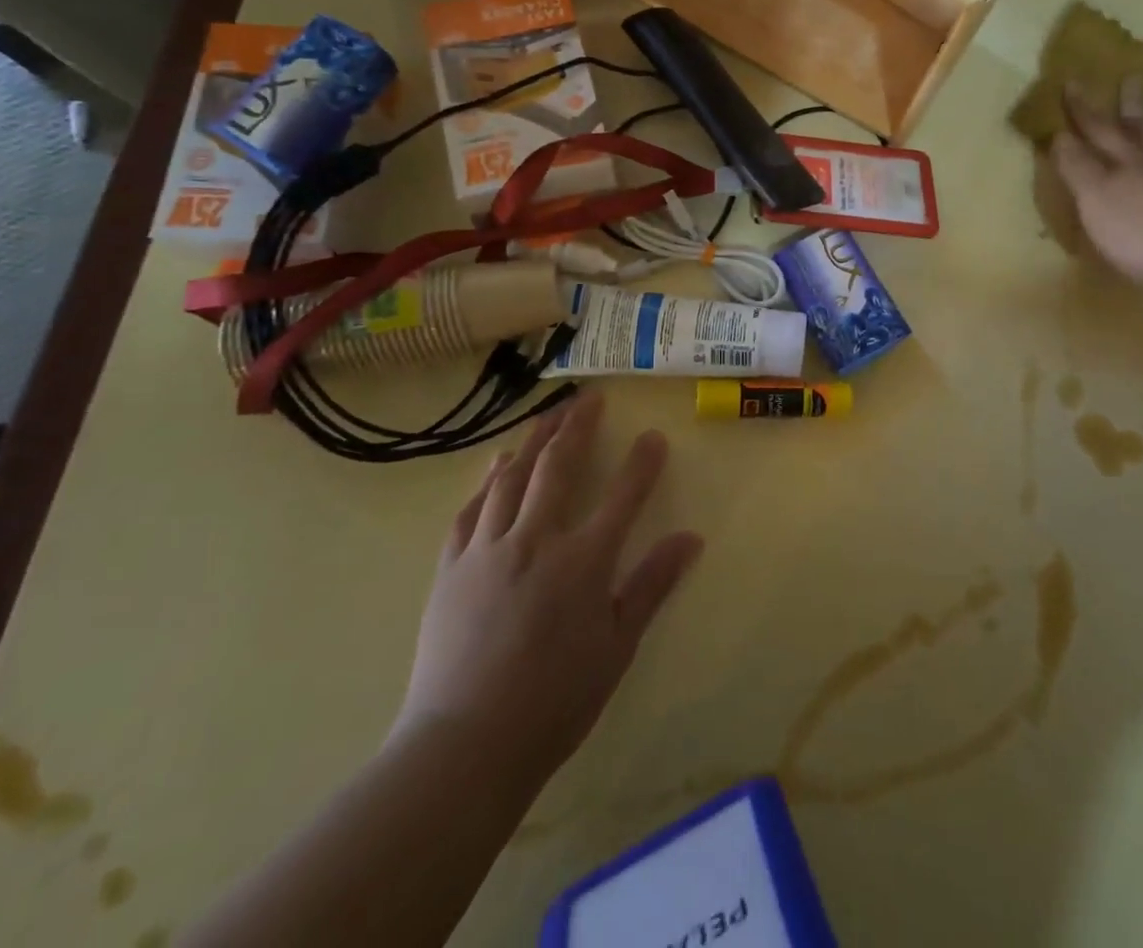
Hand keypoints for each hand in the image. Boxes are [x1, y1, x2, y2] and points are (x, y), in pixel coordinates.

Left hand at [394, 393, 703, 796]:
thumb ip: (651, 585)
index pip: (622, 496)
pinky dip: (487, 482)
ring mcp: (487, 549)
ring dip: (533, 441)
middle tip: (589, 397)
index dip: (642, 463)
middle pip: (558, 466)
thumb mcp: (617, 646)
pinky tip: (495, 467)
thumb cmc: (554, 701)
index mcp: (582, 561)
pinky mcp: (451, 566)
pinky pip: (470, 509)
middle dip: (577, 426)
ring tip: (547, 416)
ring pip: (511, 477)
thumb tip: (690, 538)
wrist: (465, 743)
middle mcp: (535, 540)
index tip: (654, 436)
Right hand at [1049, 76, 1142, 299]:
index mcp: (1120, 161)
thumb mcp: (1094, 200)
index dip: (1081, 108)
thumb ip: (1077, 167)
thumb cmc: (1140, 233)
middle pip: (1137, 127)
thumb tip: (1060, 134)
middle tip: (1132, 76)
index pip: (1095, 128)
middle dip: (1128, 105)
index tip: (1071, 81)